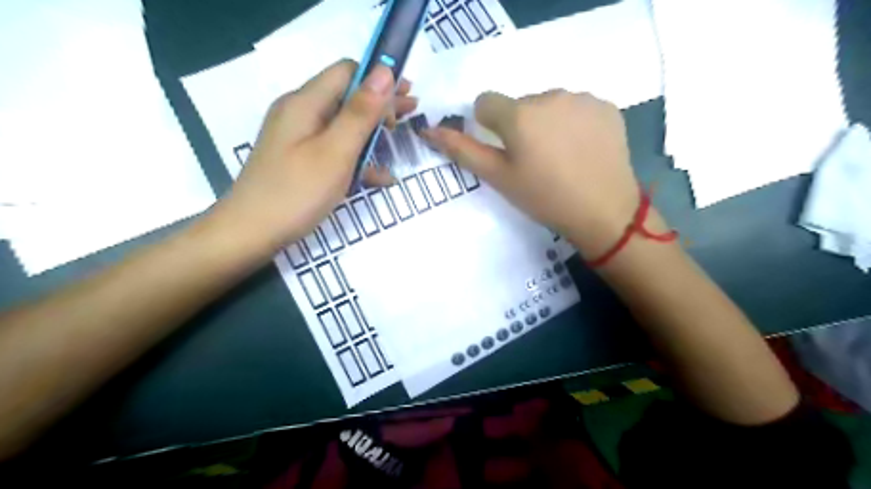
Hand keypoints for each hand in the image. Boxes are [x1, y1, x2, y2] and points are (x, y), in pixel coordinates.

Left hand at [208, 58, 416, 251]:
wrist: (250, 234)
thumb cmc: (296, 193)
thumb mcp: (335, 151)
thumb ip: (360, 112)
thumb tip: (384, 71)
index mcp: (305, 103)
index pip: (347, 72)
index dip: (379, 79)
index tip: (406, 96)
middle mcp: (300, 114)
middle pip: (346, 97)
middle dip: (381, 104)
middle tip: (412, 112)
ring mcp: (298, 139)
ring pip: (343, 126)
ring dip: (372, 131)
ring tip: (399, 139)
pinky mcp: (300, 161)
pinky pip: (334, 150)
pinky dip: (357, 158)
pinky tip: (380, 177)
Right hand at [426, 89, 642, 258]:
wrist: (604, 212)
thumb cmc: (544, 198)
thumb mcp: (498, 178)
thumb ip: (462, 151)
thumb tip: (428, 131)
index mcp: (518, 114)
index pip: (485, 103)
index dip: (489, 127)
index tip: (505, 151)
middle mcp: (549, 95)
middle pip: (520, 104)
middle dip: (520, 126)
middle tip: (535, 161)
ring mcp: (582, 98)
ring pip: (549, 104)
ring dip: (547, 123)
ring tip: (560, 157)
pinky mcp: (606, 106)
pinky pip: (577, 108)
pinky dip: (574, 123)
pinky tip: (582, 150)